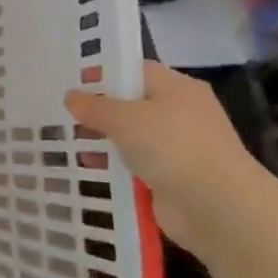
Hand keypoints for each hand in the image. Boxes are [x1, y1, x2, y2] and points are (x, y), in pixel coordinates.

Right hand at [66, 63, 258, 256]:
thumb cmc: (171, 146)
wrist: (216, 207)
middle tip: (61, 114)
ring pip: (132, 139)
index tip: (71, 83)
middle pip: (132, 105)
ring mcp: (179, 148)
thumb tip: (71, 96)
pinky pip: (136, 167)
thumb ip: (94, 106)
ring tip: (65, 144)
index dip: (103, 74)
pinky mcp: (173, 178)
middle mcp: (181, 113)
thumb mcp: (124, 119)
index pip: (135, 71)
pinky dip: (115, 169)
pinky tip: (87, 171)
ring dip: (104, 143)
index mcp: (177, 88)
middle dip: (99, 112)